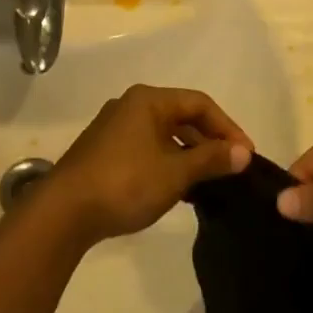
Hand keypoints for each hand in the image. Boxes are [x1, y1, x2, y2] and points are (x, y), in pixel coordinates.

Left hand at [44, 86, 253, 243]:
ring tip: (212, 182)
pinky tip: (181, 190)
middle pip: (182, 116)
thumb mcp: (174, 173)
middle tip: (233, 168)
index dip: (228, 127)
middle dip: (210, 141)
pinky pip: (149, 149)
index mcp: (148, 100)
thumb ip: (210, 159)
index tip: (247, 155)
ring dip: (190, 155)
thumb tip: (243, 153)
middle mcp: (131, 106)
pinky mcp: (106, 152)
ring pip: (165, 135)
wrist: (64, 211)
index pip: (199, 103)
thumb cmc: (125, 183)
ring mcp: (116, 129)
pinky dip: (169, 163)